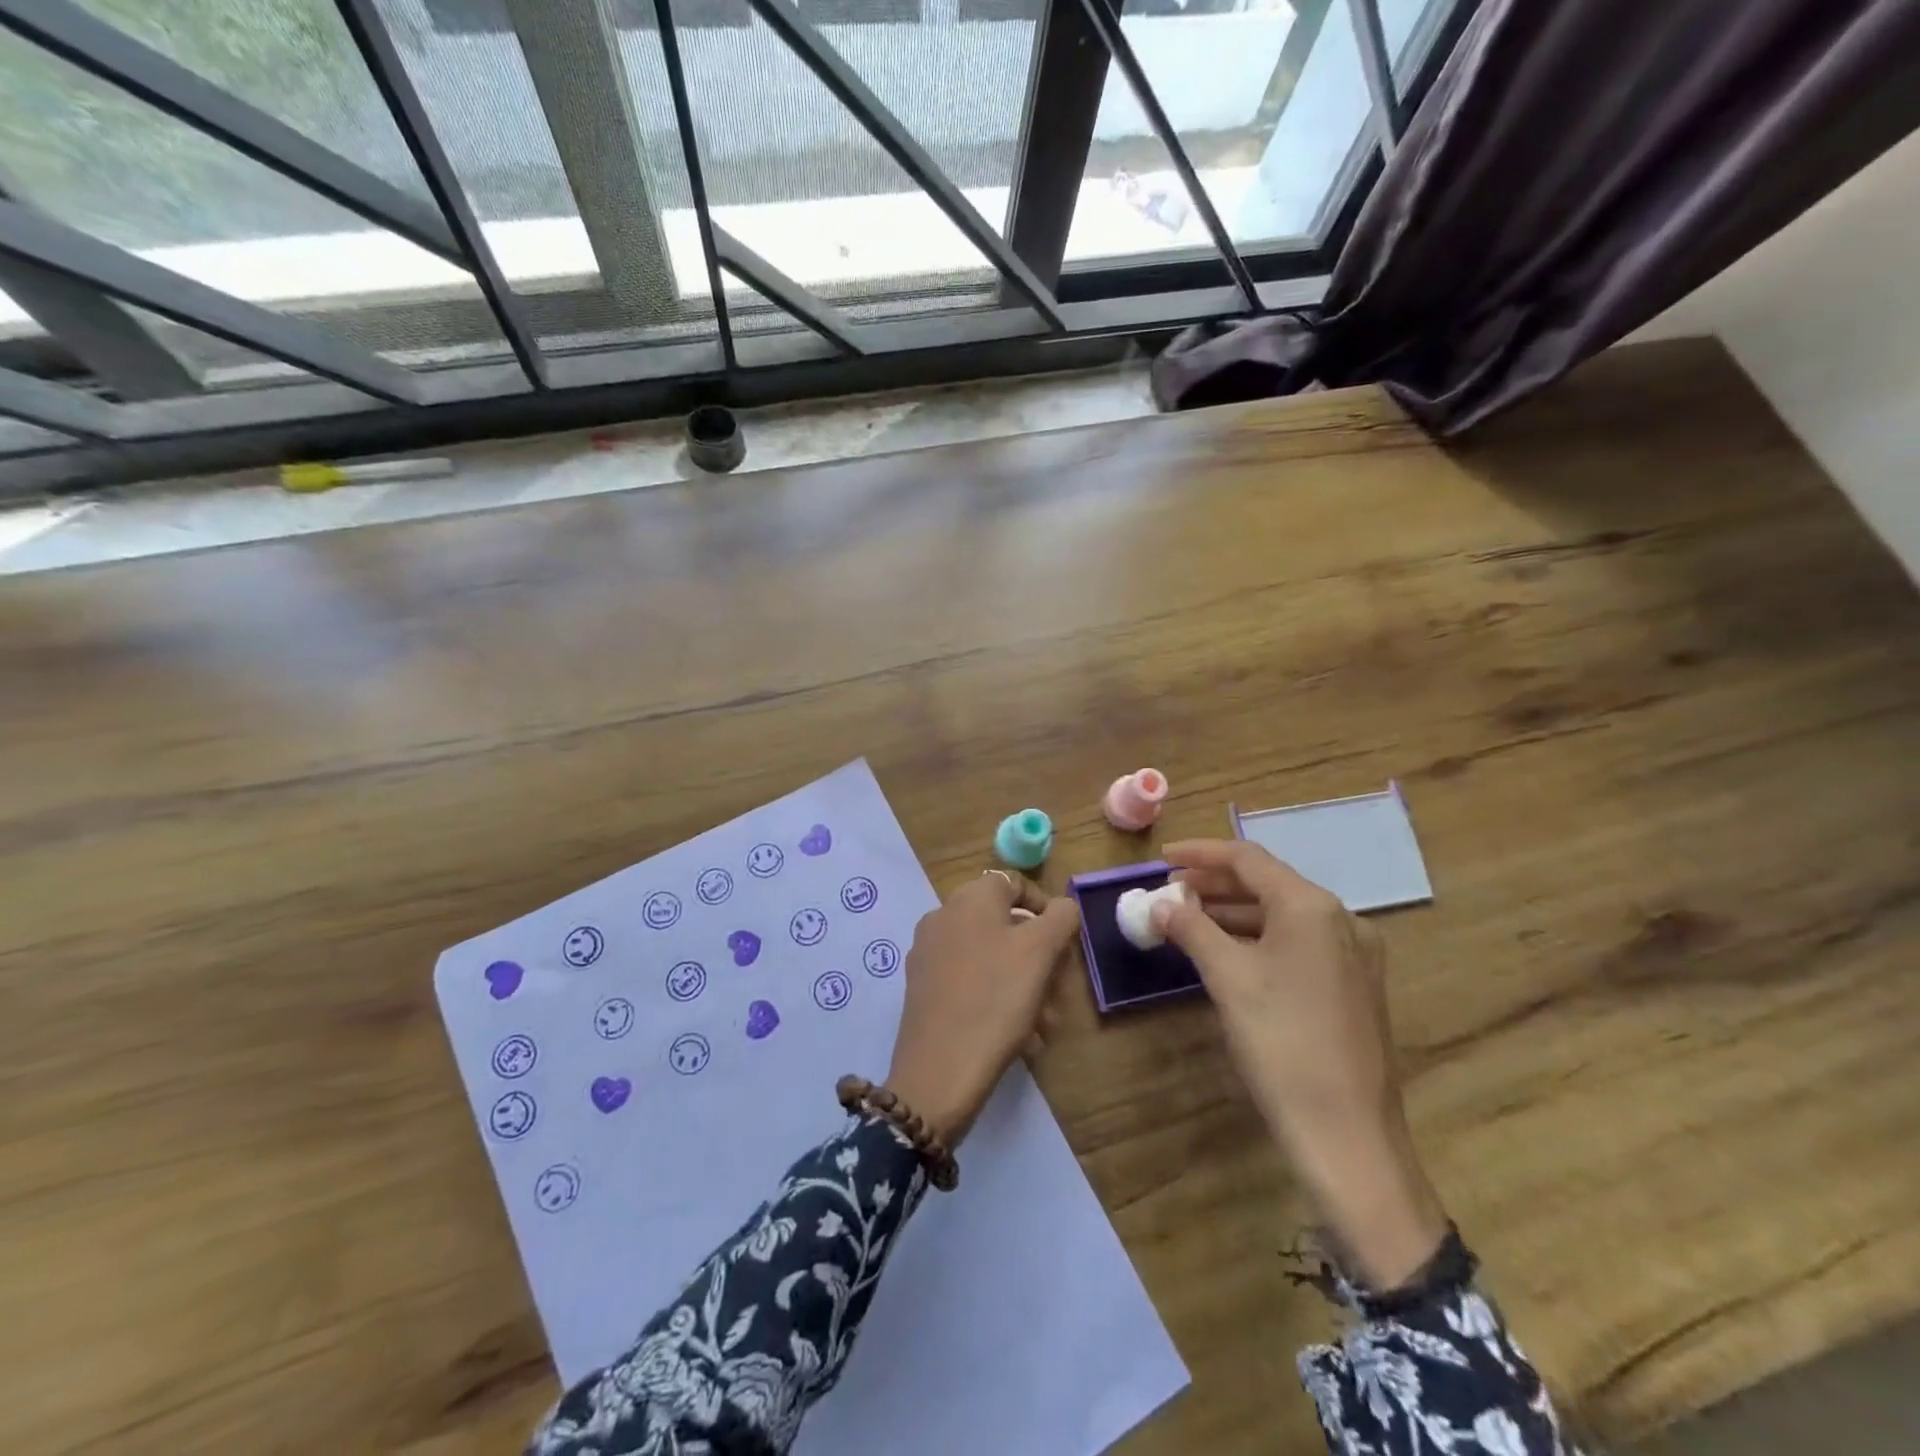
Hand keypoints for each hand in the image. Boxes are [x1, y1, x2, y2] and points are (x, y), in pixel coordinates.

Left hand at [886, 871, 1080, 1147]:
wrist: (940, 1070)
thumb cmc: (996, 999)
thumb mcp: (1041, 952)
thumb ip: (1060, 917)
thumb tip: (1063, 906)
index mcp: (969, 899)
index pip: (1014, 883)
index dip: (1045, 908)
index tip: (1065, 944)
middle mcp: (943, 917)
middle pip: (1005, 924)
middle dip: (1040, 957)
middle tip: (1059, 991)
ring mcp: (929, 954)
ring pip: (992, 958)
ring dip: (1025, 984)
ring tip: (1045, 1024)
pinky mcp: (924, 989)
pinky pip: (972, 982)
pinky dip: (999, 999)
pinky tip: (1020, 1036)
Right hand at [1154, 839, 1449, 1288]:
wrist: (1348, 1134)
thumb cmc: (1282, 1043)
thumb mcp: (1228, 978)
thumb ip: (1191, 929)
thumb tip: (1160, 903)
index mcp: (1312, 907)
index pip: (1248, 859)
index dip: (1200, 854)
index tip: (1161, 858)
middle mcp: (1340, 919)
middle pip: (1267, 883)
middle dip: (1214, 884)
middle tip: (1169, 892)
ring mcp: (1353, 954)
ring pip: (1282, 915)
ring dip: (1233, 912)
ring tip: (1188, 920)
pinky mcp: (1353, 985)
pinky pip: (1297, 943)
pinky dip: (1257, 938)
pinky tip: (1227, 953)